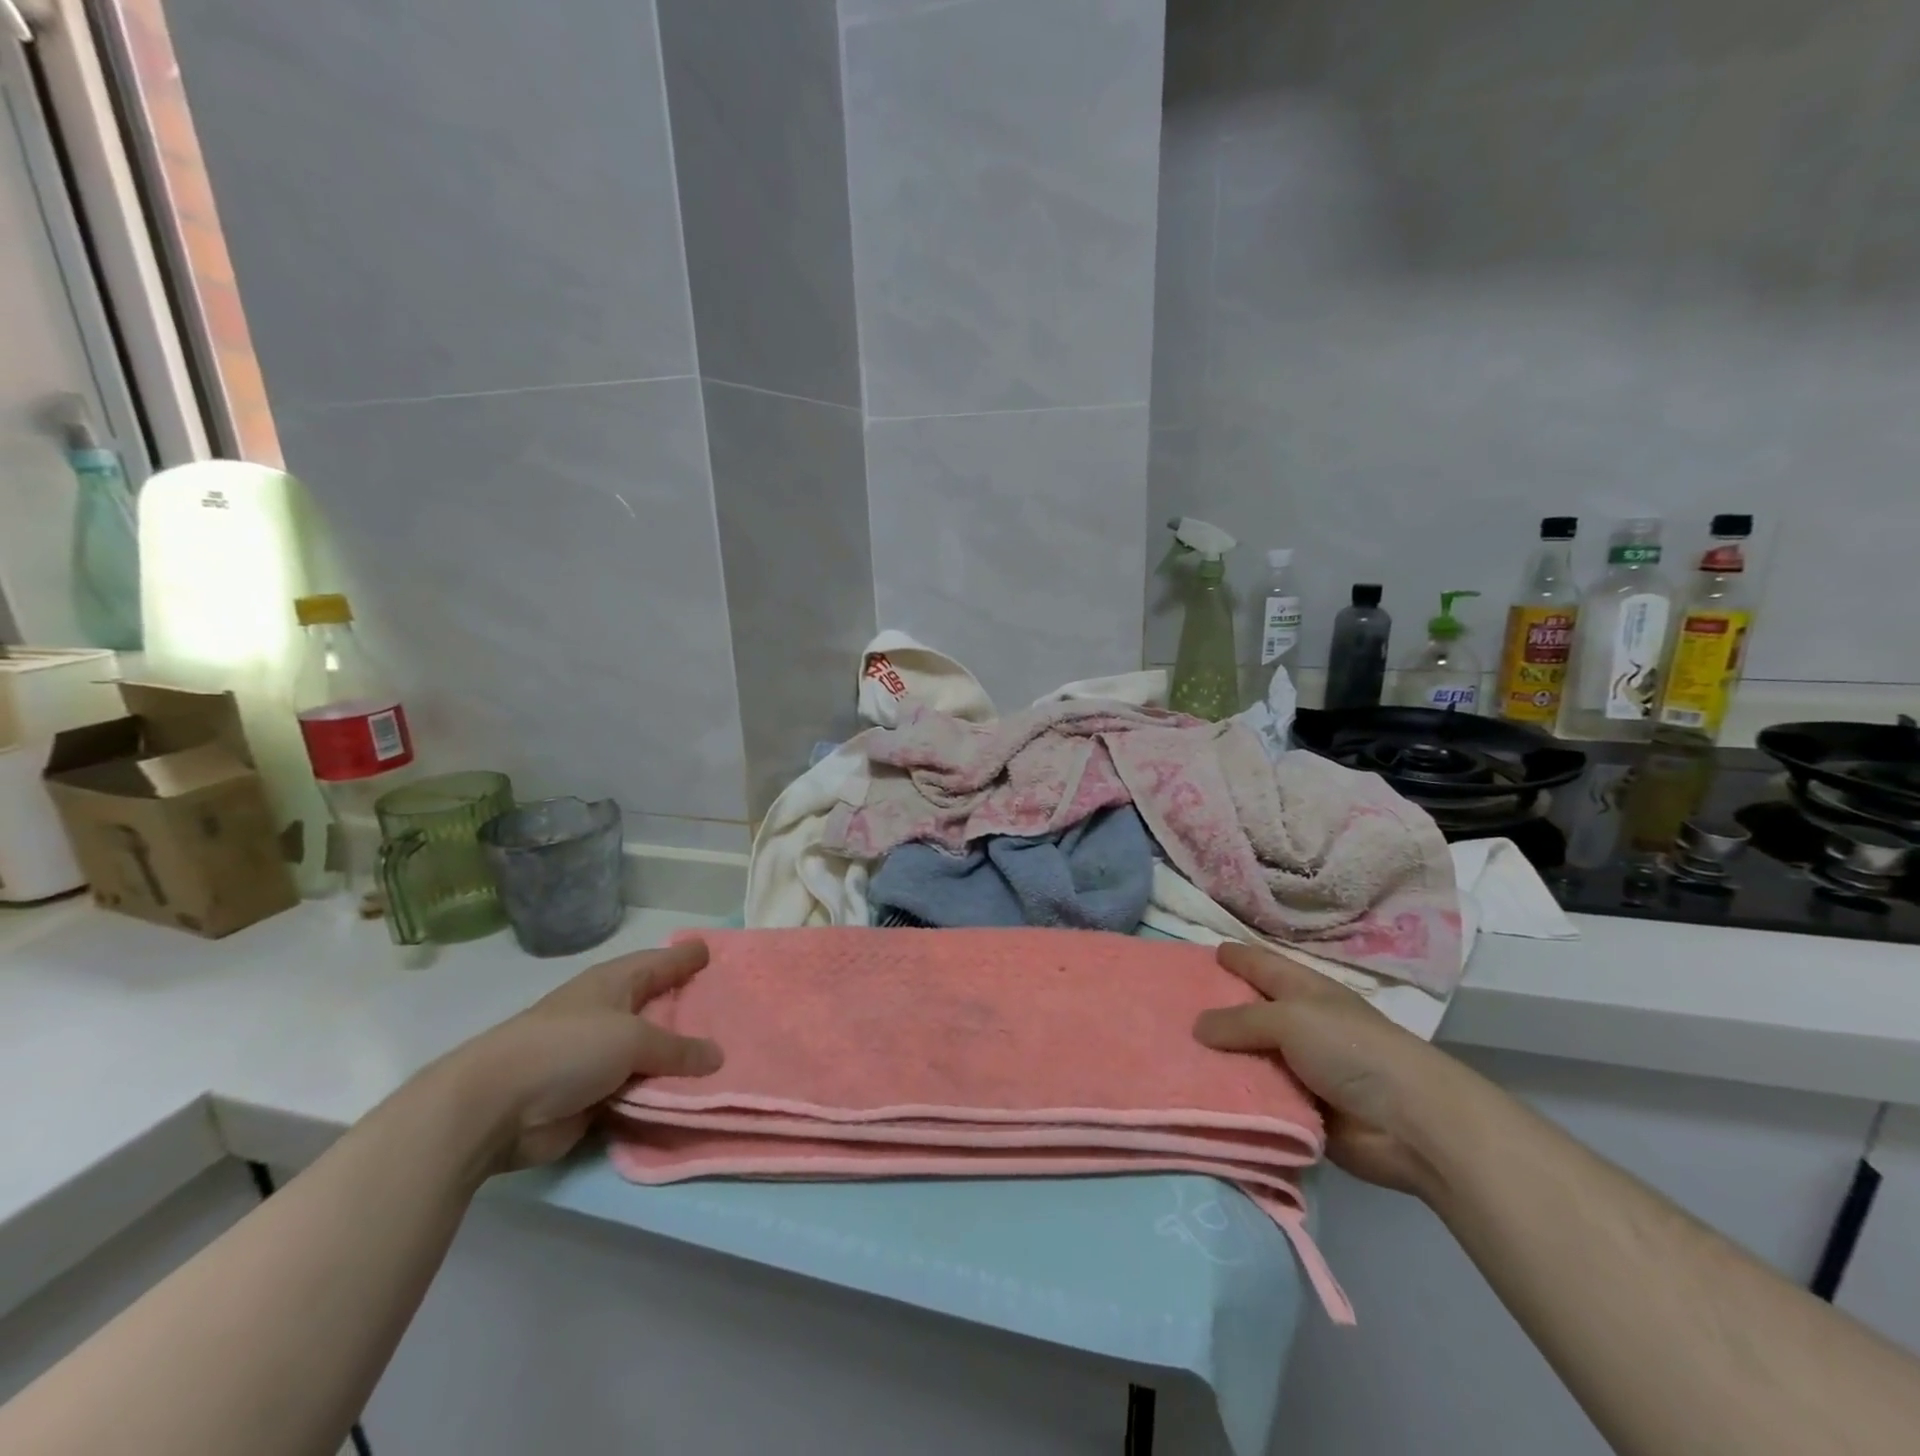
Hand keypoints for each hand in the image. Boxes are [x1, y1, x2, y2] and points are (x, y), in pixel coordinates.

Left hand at [445, 940, 723, 1171]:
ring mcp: (597, 1058)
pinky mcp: (591, 1098)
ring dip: (679, 1058)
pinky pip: (638, 1091)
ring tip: (725, 1054)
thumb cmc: (567, 1049)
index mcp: (613, 984)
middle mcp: (607, 1015)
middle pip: (657, 1007)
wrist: (494, 1108)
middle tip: (731, 1005)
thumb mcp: (632, 1039)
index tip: (710, 951)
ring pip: (650, 1054)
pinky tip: (692, 1095)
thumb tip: (718, 1056)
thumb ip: (677, 1048)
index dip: (684, 957)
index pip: (659, 963)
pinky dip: (660, 1093)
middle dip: (688, 1008)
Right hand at [1193, 942, 1455, 1198]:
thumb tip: (1196, 1027)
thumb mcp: (1291, 1019)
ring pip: (1248, 1058)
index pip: (1260, 965)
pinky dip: (1232, 1097)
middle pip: (1248, 1013)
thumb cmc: (1352, 1050)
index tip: (1201, 954)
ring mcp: (1300, 1070)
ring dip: (1218, 1060)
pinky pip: (1256, 1098)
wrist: (1411, 1124)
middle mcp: (1299, 1025)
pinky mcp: (1299, 1111)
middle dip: (1214, 1011)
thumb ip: (1240, 1020)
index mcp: (1303, 991)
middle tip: (1168, 1008)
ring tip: (1171, 1054)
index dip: (1234, 957)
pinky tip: (1196, 1094)